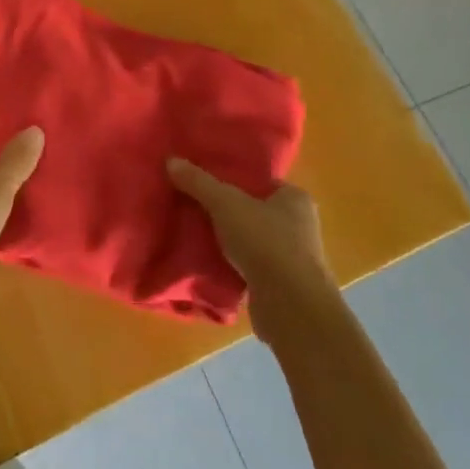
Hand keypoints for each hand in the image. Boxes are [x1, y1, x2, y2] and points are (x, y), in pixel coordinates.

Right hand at [169, 158, 329, 335]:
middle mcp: (299, 225)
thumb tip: (171, 160)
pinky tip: (205, 260)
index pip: (259, 181)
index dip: (231, 178)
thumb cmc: (266, 242)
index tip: (203, 179)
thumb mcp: (225, 203)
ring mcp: (291, 258)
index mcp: (295, 198)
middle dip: (224, 210)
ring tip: (193, 231)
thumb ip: (198, 182)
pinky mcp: (279, 285)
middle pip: (252, 209)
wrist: (290, 307)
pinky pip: (247, 265)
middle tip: (192, 203)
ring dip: (225, 238)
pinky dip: (229, 263)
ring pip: (249, 239)